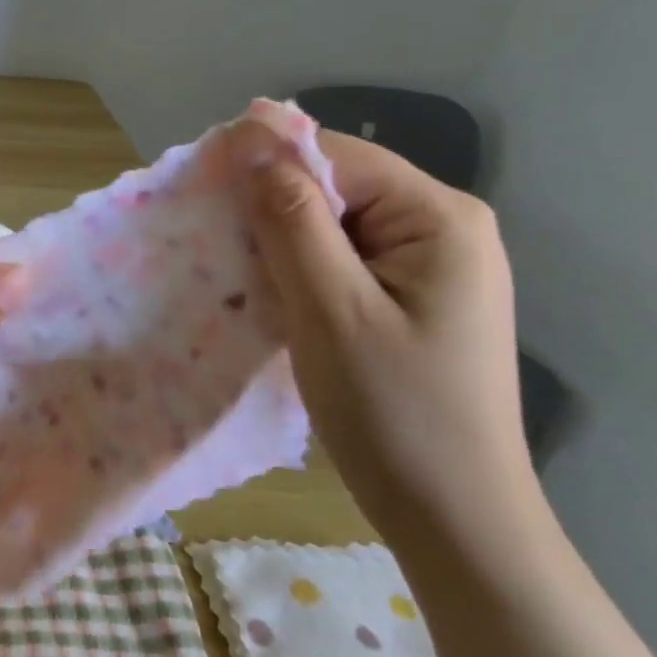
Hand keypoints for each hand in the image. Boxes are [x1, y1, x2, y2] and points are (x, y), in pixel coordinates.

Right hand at [231, 116, 538, 545]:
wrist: (453, 517)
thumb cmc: (393, 411)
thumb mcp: (331, 309)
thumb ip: (292, 219)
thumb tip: (252, 139)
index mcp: (439, 217)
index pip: (336, 156)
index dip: (266, 163)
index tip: (203, 190)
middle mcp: (444, 227)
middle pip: (338, 186)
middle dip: (272, 207)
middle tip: (215, 240)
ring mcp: (431, 266)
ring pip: (335, 225)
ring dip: (281, 242)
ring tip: (235, 268)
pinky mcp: (412, 299)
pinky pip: (344, 260)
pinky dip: (301, 270)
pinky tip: (271, 294)